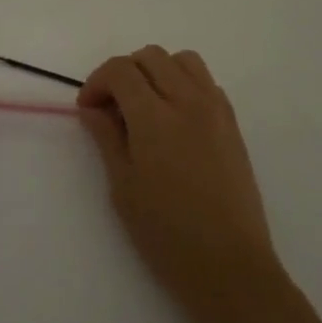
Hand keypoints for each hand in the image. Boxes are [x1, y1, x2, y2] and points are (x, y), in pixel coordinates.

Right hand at [77, 46, 279, 314]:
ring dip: (157, 71)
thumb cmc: (167, 233)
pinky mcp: (233, 124)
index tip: (88, 109)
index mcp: (155, 117)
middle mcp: (188, 101)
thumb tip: (93, 108)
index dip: (96, 82)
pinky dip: (184, 84)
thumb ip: (107, 137)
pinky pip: (206, 82)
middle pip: (150, 56)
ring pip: (182, 60)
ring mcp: (216, 109)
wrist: (229, 266)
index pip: (120, 70)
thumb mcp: (123, 187)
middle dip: (123, 72)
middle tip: (112, 107)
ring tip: (145, 106)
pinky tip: (174, 119)